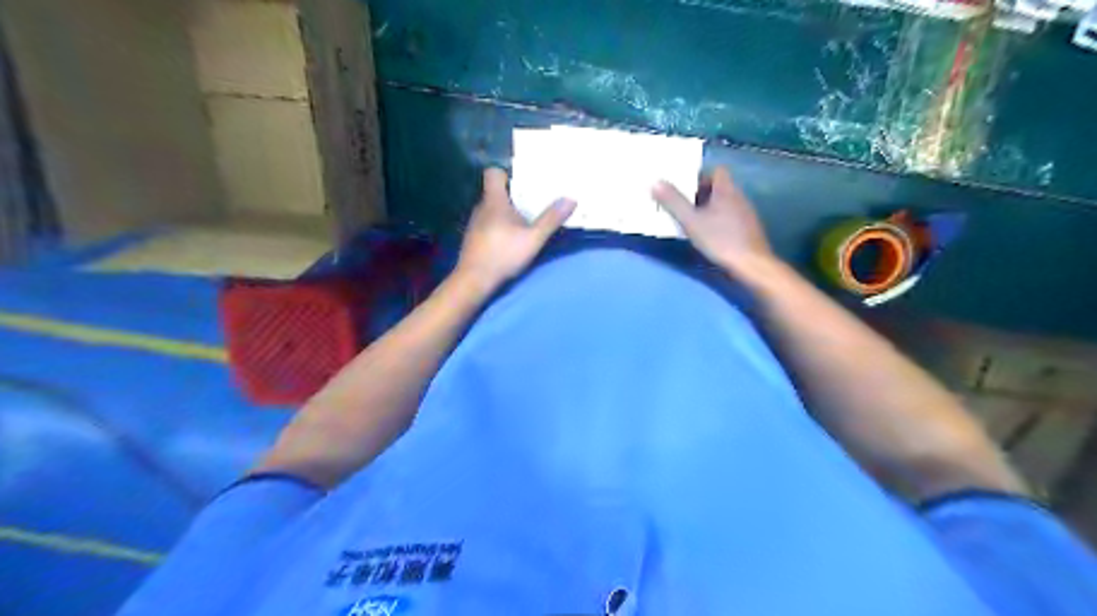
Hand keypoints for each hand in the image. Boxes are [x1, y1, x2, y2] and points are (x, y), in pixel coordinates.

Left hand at [454, 165, 576, 287]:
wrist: (474, 280)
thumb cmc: (503, 254)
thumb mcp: (533, 238)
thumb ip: (551, 219)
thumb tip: (571, 199)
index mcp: (494, 201)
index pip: (493, 173)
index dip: (507, 174)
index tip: (523, 181)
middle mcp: (481, 208)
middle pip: (496, 193)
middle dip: (513, 196)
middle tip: (532, 201)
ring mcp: (475, 224)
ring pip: (492, 211)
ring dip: (506, 214)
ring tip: (524, 221)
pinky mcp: (473, 239)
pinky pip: (488, 225)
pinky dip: (498, 228)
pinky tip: (509, 240)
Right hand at [655, 167, 773, 274]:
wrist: (751, 264)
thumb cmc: (720, 239)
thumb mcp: (691, 221)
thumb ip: (673, 202)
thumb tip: (656, 182)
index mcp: (726, 190)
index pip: (717, 171)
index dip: (700, 176)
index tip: (684, 187)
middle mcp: (739, 197)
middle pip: (719, 188)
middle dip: (701, 194)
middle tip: (682, 204)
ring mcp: (746, 214)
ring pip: (725, 203)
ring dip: (709, 208)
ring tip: (692, 220)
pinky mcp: (748, 229)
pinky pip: (730, 217)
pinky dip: (718, 221)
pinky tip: (709, 234)